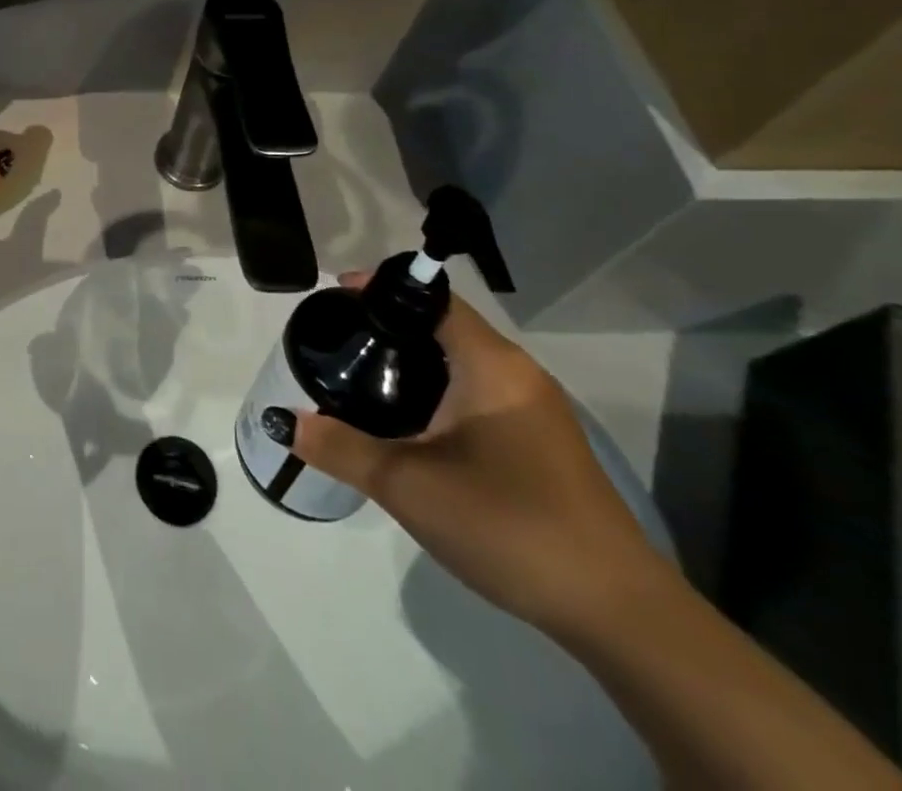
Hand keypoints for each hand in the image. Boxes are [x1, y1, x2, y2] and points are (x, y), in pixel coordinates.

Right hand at [280, 273, 677, 636]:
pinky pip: (475, 392)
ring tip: (359, 374)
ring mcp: (534, 409)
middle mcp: (516, 374)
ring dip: (411, 360)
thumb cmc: (510, 525)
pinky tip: (406, 422)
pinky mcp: (540, 442)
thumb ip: (340, 447)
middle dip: (387, 324)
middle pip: (442, 324)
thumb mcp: (409, 485)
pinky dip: (435, 389)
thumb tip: (282, 421)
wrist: (619, 614)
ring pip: (459, 361)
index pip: (430, 296)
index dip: (379, 287)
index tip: (333, 297)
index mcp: (491, 364)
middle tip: (336, 339)